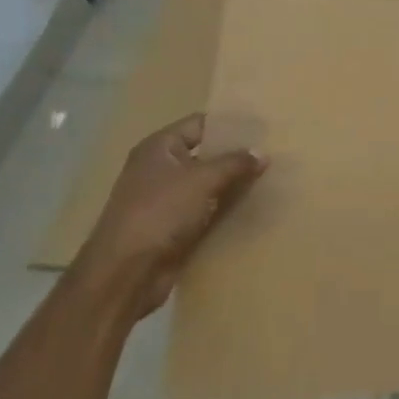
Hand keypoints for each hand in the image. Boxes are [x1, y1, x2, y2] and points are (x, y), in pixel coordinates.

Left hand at [69, 114, 267, 320]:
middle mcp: (160, 170)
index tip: (263, 127)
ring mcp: (166, 201)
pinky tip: (255, 207)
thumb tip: (263, 153)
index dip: (230, 125)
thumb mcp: (202, 180)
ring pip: (209, 185)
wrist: (126, 274)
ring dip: (234, 185)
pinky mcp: (174, 228)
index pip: (200, 124)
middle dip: (236, 156)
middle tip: (273, 152)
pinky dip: (226, 209)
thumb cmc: (160, 213)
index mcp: (159, 148)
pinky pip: (207, 211)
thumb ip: (235, 163)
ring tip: (271, 178)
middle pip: (206, 155)